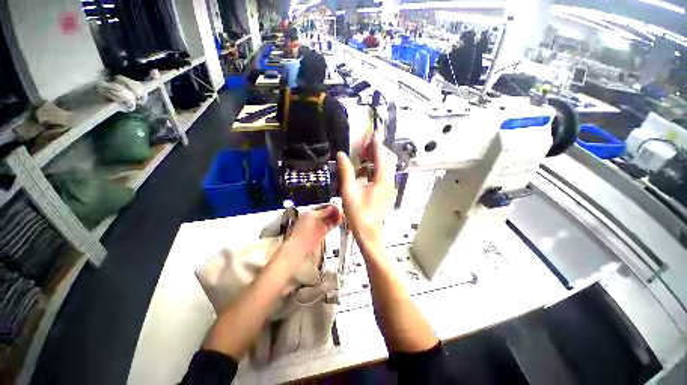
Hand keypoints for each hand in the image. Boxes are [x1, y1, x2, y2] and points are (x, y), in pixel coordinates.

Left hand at [285, 205, 342, 258]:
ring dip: (336, 217)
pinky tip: (339, 221)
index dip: (330, 206)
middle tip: (340, 211)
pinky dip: (335, 223)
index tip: (336, 206)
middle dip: (334, 211)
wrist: (299, 246)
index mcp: (310, 213)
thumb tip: (330, 208)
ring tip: (341, 216)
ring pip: (330, 219)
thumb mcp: (311, 217)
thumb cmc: (300, 233)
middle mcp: (315, 219)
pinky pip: (331, 226)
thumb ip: (321, 212)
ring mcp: (319, 226)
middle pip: (327, 213)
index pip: (323, 207)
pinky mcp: (322, 233)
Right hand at [337, 134, 396, 249]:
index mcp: (382, 180)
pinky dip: (376, 168)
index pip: (381, 156)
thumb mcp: (349, 192)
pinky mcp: (386, 192)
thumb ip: (346, 172)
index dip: (377, 143)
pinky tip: (365, 171)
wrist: (369, 233)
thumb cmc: (358, 214)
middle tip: (364, 146)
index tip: (374, 132)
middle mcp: (389, 182)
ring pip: (387, 167)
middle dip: (378, 149)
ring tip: (364, 156)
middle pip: (388, 159)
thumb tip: (341, 155)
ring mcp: (389, 187)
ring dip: (377, 158)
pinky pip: (384, 174)